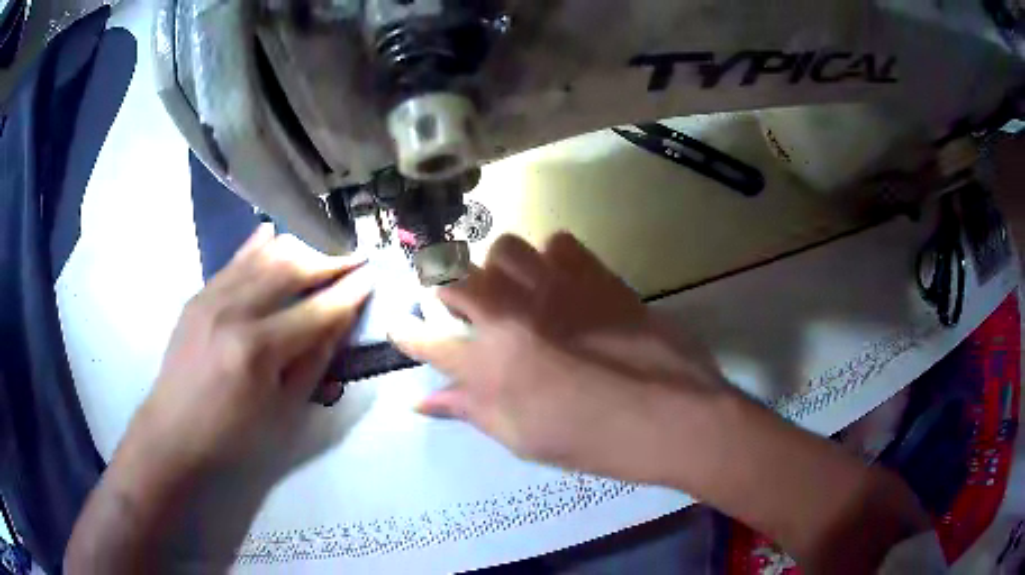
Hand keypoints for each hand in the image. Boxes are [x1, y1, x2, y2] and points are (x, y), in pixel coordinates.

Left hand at [127, 225, 372, 475]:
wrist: (174, 431)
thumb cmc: (233, 435)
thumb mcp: (284, 411)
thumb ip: (314, 361)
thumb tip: (340, 322)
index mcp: (258, 350)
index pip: (316, 310)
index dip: (349, 292)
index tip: (372, 274)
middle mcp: (234, 311)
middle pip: (291, 269)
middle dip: (328, 260)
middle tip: (352, 259)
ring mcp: (212, 297)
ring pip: (263, 255)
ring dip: (298, 249)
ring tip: (320, 253)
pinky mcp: (199, 294)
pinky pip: (235, 259)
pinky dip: (259, 245)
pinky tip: (275, 235)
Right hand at [391, 232, 733, 485]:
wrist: (673, 417)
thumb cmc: (595, 442)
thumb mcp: (523, 439)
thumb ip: (470, 411)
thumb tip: (423, 401)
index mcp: (491, 365)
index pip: (427, 339)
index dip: (407, 331)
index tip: (401, 324)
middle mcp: (513, 315)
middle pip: (455, 276)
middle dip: (447, 288)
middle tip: (463, 308)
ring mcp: (557, 287)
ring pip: (505, 247)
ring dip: (501, 269)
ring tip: (517, 291)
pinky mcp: (597, 274)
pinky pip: (559, 242)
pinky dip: (552, 258)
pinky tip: (563, 282)